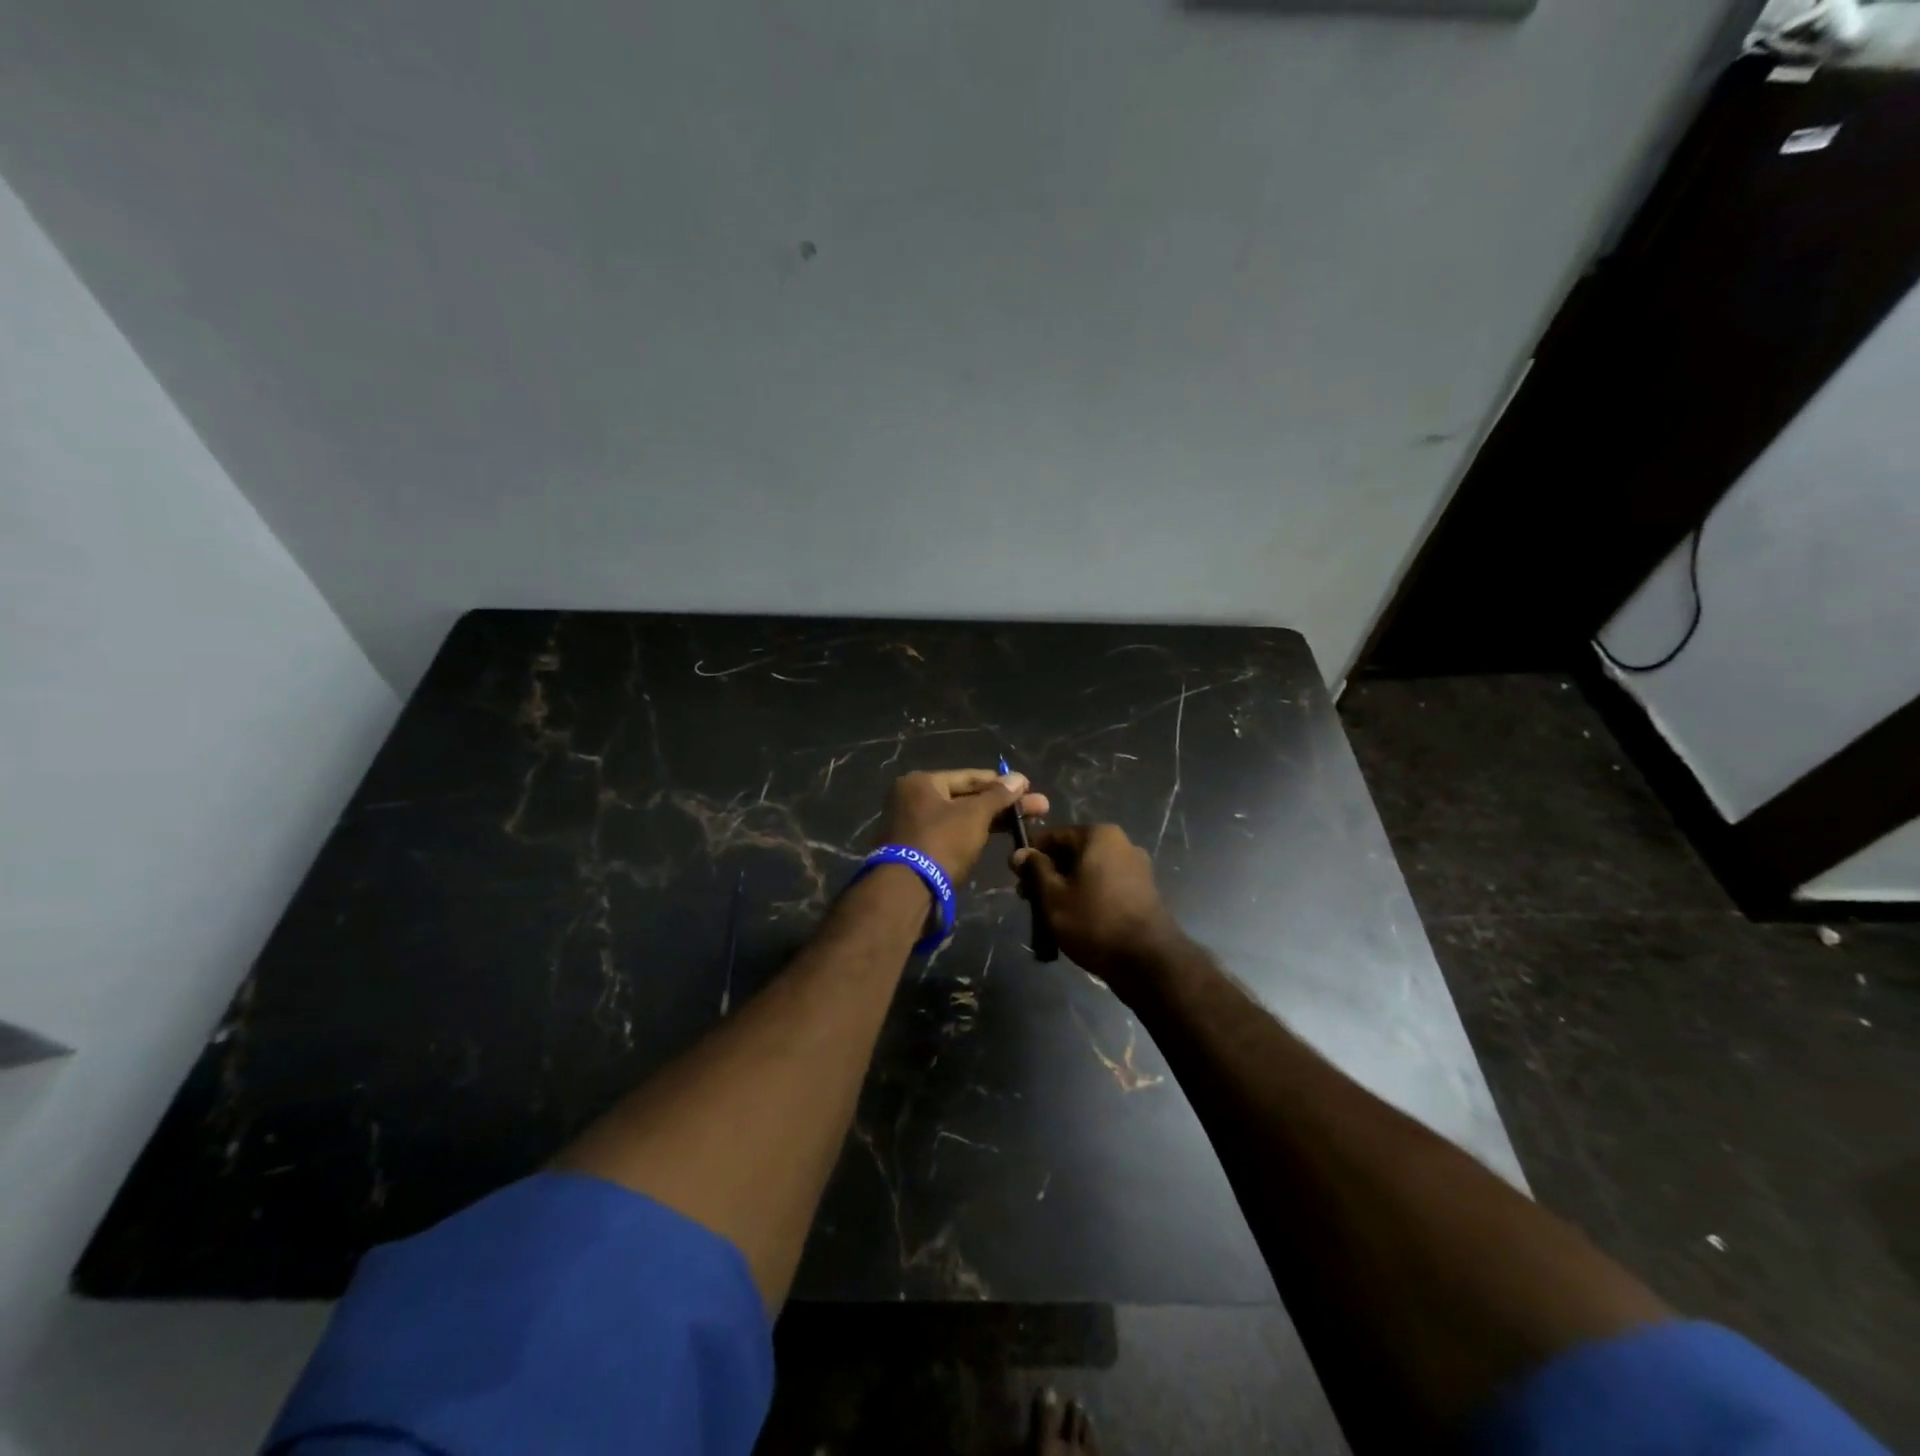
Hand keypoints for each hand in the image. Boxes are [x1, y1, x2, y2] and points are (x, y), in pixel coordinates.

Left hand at [879, 769, 1049, 883]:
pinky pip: (951, 835)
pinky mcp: (917, 850)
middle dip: (1002, 804)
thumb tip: (1019, 778)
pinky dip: (972, 835)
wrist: (907, 890)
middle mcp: (912, 799)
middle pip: (965, 797)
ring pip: (959, 818)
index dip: (1001, 782)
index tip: (1029, 787)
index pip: (969, 776)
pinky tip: (996, 837)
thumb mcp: (974, 815)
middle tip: (1038, 808)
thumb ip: (997, 796)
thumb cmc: (941, 841)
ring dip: (990, 821)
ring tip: (1024, 824)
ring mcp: (912, 825)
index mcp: (921, 782)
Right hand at [1013, 824, 1183, 992]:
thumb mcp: (1053, 895)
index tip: (1015, 877)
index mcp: (1099, 835)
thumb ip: (1035, 870)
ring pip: (1089, 870)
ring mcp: (1136, 868)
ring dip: (1066, 886)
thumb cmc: (1093, 920)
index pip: (1054, 836)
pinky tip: (1075, 918)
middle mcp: (1122, 843)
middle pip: (1073, 852)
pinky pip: (1105, 885)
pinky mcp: (1143, 892)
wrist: (1147, 960)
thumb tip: (1020, 852)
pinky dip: (1087, 895)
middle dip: (1048, 873)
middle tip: (1028, 899)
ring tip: (1049, 913)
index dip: (1031, 855)